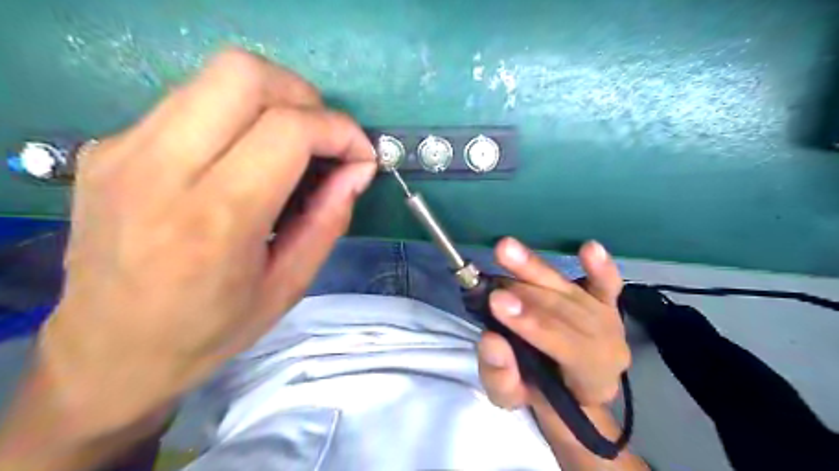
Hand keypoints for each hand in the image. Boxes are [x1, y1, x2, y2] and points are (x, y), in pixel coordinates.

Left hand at [35, 47, 375, 437]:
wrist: (108, 353)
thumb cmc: (210, 330)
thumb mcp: (289, 285)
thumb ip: (329, 219)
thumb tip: (358, 170)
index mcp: (216, 219)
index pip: (288, 130)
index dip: (338, 130)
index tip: (360, 154)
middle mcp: (161, 170)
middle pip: (244, 74)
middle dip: (303, 96)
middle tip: (323, 137)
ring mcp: (124, 150)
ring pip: (215, 75)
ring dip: (272, 99)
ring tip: (292, 144)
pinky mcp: (108, 146)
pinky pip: (190, 102)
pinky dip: (236, 115)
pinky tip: (244, 156)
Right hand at [479, 238, 628, 408]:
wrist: (571, 388)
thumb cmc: (539, 392)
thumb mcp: (511, 398)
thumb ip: (501, 376)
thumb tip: (490, 340)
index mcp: (591, 377)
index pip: (566, 347)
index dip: (532, 324)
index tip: (498, 303)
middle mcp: (607, 345)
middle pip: (567, 313)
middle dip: (528, 297)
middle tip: (496, 283)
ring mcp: (608, 318)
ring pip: (570, 292)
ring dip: (537, 270)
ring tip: (506, 250)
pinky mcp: (605, 300)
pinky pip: (606, 283)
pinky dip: (599, 267)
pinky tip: (589, 248)